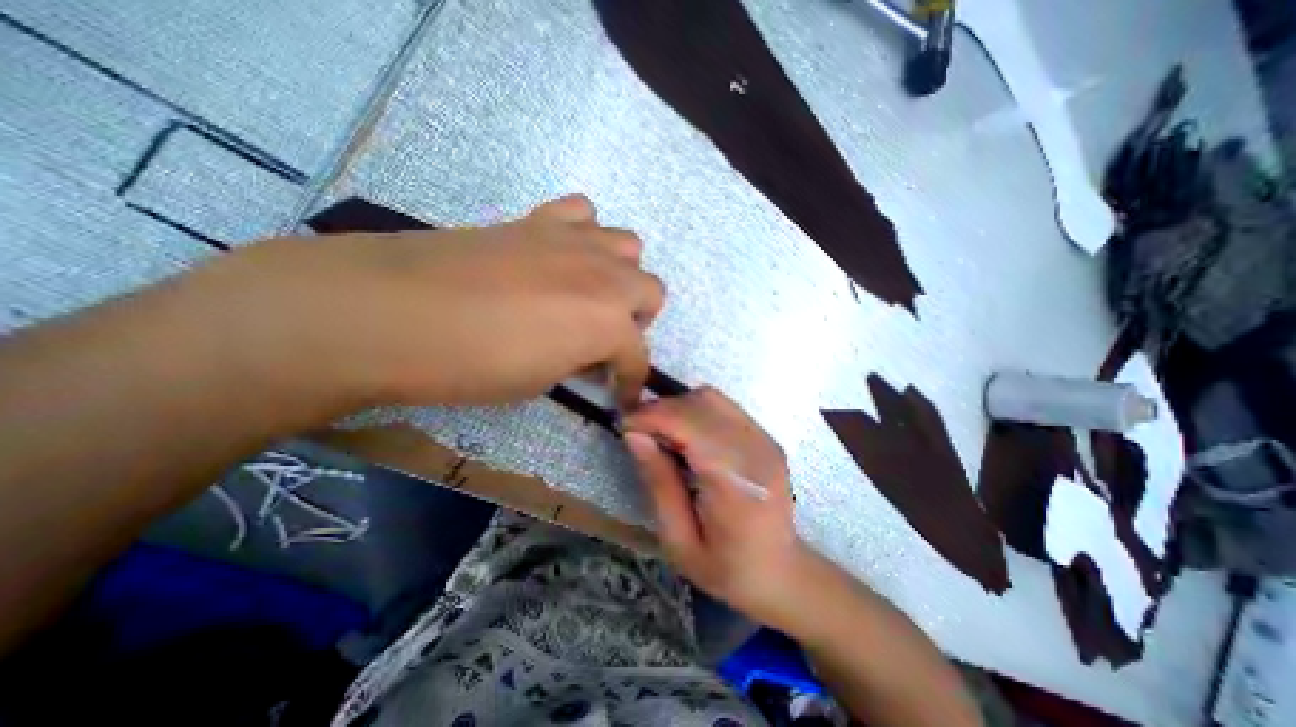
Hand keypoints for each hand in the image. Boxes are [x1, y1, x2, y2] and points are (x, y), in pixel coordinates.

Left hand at [195, 194, 661, 407]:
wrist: (392, 311)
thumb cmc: (472, 365)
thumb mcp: (540, 381)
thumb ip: (577, 361)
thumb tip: (587, 353)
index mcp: (608, 324)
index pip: (638, 358)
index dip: (632, 382)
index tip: (621, 396)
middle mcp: (605, 277)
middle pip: (652, 290)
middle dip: (636, 320)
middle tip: (604, 339)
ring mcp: (575, 241)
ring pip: (629, 246)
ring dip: (618, 273)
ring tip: (589, 293)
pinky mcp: (539, 220)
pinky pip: (584, 213)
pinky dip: (584, 234)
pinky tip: (560, 255)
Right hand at [620, 386, 806, 630]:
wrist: (782, 573)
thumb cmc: (727, 569)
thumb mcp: (679, 540)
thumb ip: (658, 483)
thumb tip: (634, 435)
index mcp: (735, 481)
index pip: (689, 423)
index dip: (651, 416)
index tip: (623, 426)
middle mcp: (755, 449)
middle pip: (701, 402)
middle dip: (661, 409)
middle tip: (637, 431)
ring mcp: (764, 439)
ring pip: (712, 398)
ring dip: (678, 406)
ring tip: (659, 432)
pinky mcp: (765, 436)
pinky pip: (723, 407)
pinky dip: (695, 410)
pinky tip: (684, 435)